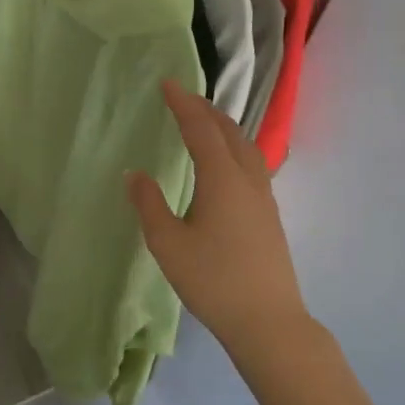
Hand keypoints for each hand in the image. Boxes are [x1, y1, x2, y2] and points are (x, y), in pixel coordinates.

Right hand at [128, 80, 308, 360]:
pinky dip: (234, 149)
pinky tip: (226, 165)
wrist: (267, 320)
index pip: (201, 129)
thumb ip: (149, 205)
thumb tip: (134, 174)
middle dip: (206, 110)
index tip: (167, 84)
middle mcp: (248, 179)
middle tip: (184, 98)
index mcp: (222, 178)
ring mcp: (264, 197)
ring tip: (205, 123)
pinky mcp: (269, 215)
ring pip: (246, 147)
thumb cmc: (213, 281)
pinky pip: (252, 165)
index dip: (183, 104)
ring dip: (224, 128)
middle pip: (229, 132)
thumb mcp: (168, 244)